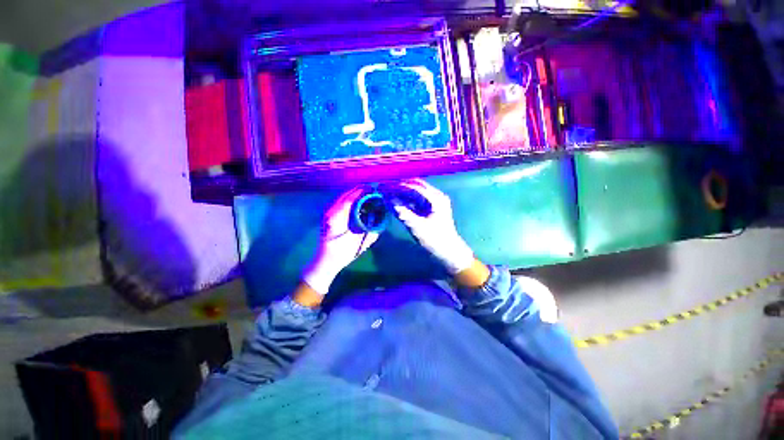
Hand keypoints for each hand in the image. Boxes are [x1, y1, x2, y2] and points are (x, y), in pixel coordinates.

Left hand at [302, 187, 379, 295]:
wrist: (325, 261)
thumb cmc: (343, 253)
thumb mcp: (360, 242)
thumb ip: (371, 229)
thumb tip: (380, 217)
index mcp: (337, 218)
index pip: (350, 199)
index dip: (361, 192)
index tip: (372, 189)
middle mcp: (330, 212)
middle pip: (345, 195)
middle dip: (358, 190)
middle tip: (371, 189)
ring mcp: (327, 213)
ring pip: (341, 197)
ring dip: (353, 193)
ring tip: (365, 193)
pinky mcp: (327, 216)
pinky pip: (339, 202)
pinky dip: (348, 199)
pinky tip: (356, 202)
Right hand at [393, 179, 475, 274]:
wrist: (448, 251)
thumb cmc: (434, 239)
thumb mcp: (417, 226)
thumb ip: (403, 212)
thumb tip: (388, 200)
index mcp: (436, 198)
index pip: (415, 187)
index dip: (399, 186)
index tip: (385, 186)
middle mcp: (437, 196)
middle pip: (416, 186)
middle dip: (400, 186)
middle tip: (385, 187)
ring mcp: (435, 201)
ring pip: (416, 192)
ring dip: (402, 192)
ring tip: (388, 192)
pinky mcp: (431, 207)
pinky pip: (417, 199)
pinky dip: (407, 199)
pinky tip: (397, 200)